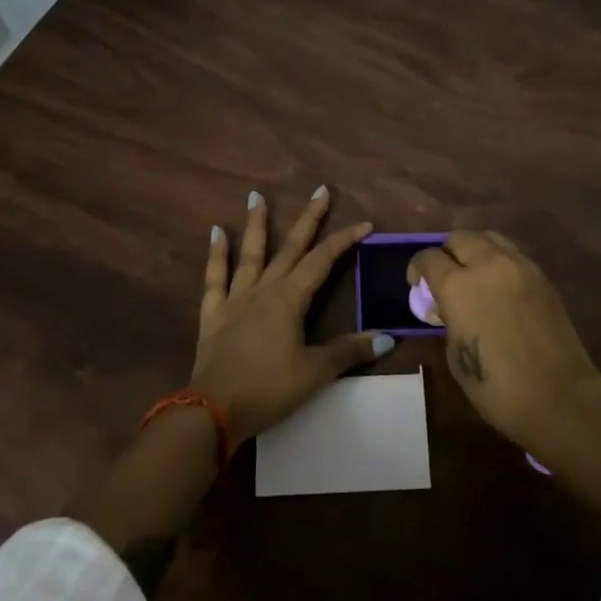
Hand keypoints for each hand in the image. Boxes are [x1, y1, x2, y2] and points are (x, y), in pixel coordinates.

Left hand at [193, 186, 392, 445]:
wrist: (213, 410)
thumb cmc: (269, 389)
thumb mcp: (315, 372)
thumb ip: (349, 351)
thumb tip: (387, 337)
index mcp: (290, 299)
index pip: (323, 261)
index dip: (344, 240)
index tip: (364, 224)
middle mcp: (264, 289)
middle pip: (290, 248)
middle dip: (308, 219)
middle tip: (320, 189)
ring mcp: (235, 299)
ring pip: (250, 254)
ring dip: (256, 224)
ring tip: (255, 195)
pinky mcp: (213, 314)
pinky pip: (215, 278)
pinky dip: (216, 255)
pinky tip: (215, 232)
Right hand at [409, 232, 599, 447]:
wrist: (559, 396)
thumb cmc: (497, 386)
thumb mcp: (455, 354)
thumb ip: (448, 318)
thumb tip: (449, 307)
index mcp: (458, 286)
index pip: (429, 258)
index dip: (418, 269)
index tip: (418, 285)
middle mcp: (487, 264)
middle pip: (459, 238)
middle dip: (446, 254)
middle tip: (445, 278)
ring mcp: (519, 266)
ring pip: (488, 238)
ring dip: (474, 250)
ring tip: (473, 275)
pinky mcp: (541, 275)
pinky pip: (512, 254)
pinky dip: (498, 261)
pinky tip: (499, 286)